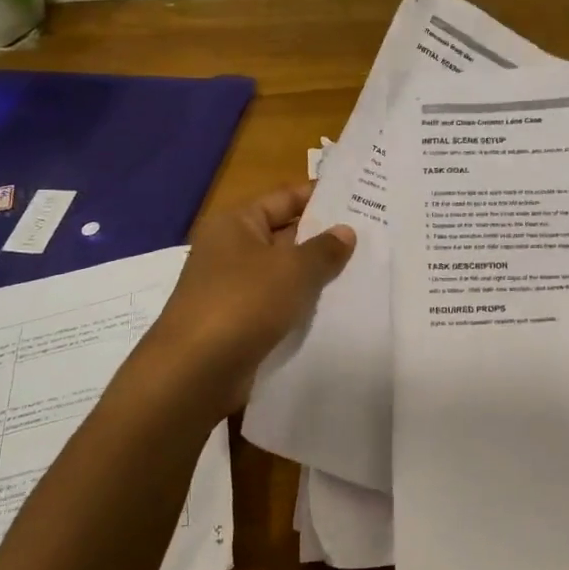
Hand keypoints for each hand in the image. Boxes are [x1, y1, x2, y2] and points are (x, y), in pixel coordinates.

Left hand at [141, 184, 355, 405]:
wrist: (195, 372)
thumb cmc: (243, 303)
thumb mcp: (293, 269)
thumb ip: (324, 249)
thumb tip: (346, 231)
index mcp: (236, 224)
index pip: (284, 198)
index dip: (320, 197)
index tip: (359, 198)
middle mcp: (231, 250)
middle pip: (286, 235)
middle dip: (325, 237)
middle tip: (373, 235)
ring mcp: (234, 289)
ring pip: (285, 274)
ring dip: (318, 275)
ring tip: (366, 270)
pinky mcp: (240, 323)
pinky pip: (280, 305)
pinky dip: (304, 305)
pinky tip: (340, 308)